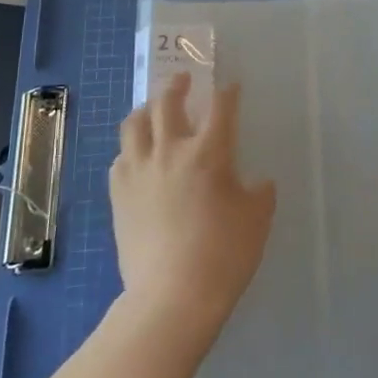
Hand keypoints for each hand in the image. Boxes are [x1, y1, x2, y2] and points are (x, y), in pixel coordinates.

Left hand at [112, 73, 274, 332]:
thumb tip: (257, 182)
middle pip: (167, 102)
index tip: (231, 85)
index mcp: (208, 152)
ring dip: (146, 110)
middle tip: (183, 80)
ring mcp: (138, 172)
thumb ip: (259, 192)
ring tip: (153, 111)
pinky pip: (120, 158)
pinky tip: (137, 157)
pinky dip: (130, 149)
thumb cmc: (224, 254)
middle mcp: (170, 151)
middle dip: (177, 85)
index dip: (227, 92)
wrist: (172, 297)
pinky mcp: (118, 196)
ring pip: (134, 124)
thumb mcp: (257, 219)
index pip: (220, 107)